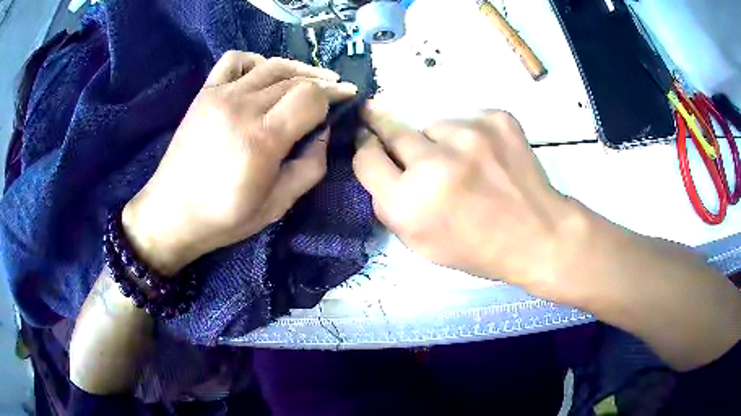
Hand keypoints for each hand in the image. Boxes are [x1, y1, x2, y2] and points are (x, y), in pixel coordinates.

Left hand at [122, 51, 357, 274]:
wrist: (172, 213)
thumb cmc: (224, 217)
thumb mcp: (277, 205)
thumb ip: (310, 167)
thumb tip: (323, 133)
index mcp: (263, 139)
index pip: (311, 97)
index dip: (334, 96)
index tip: (346, 101)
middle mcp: (243, 107)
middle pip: (295, 80)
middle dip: (322, 85)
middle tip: (335, 94)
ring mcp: (220, 95)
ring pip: (271, 66)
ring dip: (298, 70)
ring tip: (311, 80)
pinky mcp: (205, 93)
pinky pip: (235, 60)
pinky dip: (256, 61)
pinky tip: (264, 76)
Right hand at [353, 104, 580, 296]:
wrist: (538, 234)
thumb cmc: (477, 247)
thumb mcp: (420, 243)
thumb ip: (390, 203)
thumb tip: (378, 160)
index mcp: (409, 203)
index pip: (366, 156)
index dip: (366, 148)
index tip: (369, 141)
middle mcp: (434, 164)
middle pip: (391, 129)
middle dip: (389, 131)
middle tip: (398, 133)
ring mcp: (469, 135)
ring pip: (433, 124)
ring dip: (438, 140)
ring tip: (465, 163)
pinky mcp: (496, 119)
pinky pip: (465, 119)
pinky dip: (468, 136)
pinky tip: (487, 157)